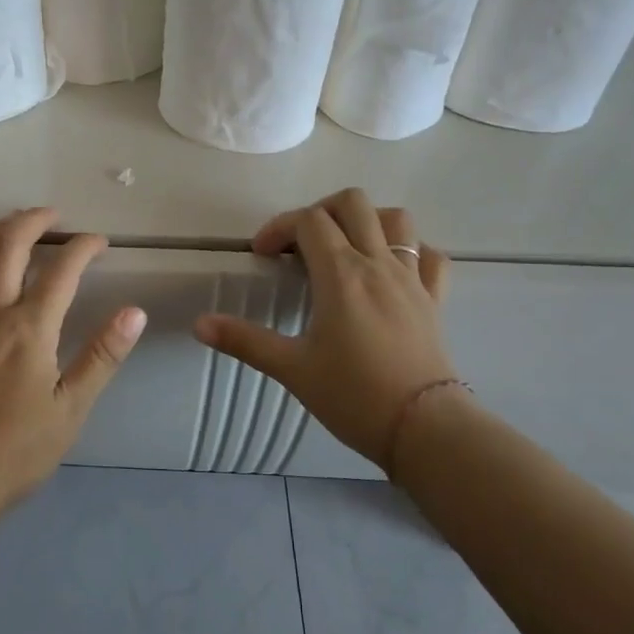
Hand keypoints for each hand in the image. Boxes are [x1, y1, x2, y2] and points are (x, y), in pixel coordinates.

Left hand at [0, 207, 146, 513]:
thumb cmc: (17, 450)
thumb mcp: (71, 408)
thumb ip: (102, 356)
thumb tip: (135, 312)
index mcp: (30, 330)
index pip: (62, 271)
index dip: (83, 248)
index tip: (100, 241)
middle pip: (10, 249)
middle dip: (34, 222)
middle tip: (54, 214)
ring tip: (15, 218)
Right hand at [193, 188, 457, 470]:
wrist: (423, 429)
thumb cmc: (352, 396)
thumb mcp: (291, 368)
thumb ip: (244, 341)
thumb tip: (199, 324)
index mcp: (341, 274)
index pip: (308, 221)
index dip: (279, 227)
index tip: (262, 256)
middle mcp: (379, 264)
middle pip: (353, 203)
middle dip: (320, 211)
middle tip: (300, 245)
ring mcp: (413, 279)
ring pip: (397, 219)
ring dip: (367, 221)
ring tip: (344, 248)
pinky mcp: (435, 299)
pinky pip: (430, 256)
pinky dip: (410, 251)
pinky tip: (392, 270)